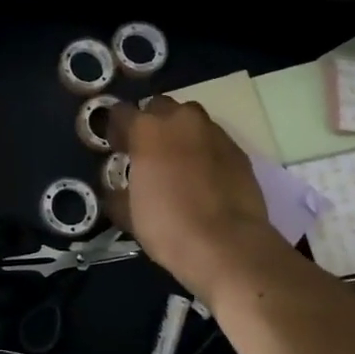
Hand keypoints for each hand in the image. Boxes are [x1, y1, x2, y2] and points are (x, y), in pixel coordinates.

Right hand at [107, 97, 273, 298]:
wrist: (228, 246)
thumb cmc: (167, 225)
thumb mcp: (127, 213)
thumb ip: (118, 192)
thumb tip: (118, 189)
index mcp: (147, 129)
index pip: (121, 112)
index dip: (115, 129)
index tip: (116, 149)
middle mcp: (181, 120)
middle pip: (159, 107)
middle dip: (151, 123)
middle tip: (147, 152)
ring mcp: (214, 133)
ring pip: (190, 121)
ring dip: (180, 134)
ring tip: (177, 163)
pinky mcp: (239, 151)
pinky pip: (213, 142)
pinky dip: (204, 152)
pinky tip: (203, 178)